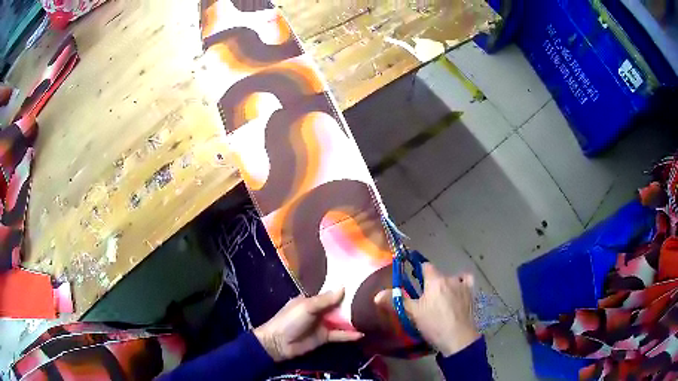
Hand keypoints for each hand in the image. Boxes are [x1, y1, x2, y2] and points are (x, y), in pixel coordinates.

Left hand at [253, 288, 363, 361]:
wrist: (278, 343)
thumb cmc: (290, 320)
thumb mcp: (307, 307)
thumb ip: (326, 299)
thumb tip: (344, 285)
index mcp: (311, 299)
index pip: (328, 291)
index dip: (341, 286)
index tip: (359, 280)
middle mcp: (319, 310)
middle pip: (338, 305)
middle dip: (351, 302)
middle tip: (372, 297)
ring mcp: (322, 324)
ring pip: (341, 320)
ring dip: (353, 319)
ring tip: (372, 315)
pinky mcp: (325, 337)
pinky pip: (340, 335)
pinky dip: (350, 335)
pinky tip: (362, 334)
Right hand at [376, 263, 479, 356]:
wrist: (457, 337)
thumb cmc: (434, 324)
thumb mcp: (413, 313)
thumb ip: (396, 301)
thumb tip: (377, 295)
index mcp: (435, 281)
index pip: (425, 266)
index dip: (418, 270)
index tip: (412, 277)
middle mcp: (449, 278)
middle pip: (438, 274)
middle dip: (431, 282)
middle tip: (424, 297)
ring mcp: (462, 285)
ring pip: (452, 278)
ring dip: (446, 284)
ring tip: (441, 297)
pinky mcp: (471, 294)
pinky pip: (466, 281)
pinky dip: (462, 282)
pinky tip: (458, 290)